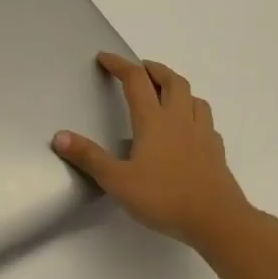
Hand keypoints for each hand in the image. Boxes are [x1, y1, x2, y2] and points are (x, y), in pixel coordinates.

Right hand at [53, 52, 259, 253]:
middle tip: (140, 68)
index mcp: (154, 121)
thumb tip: (59, 136)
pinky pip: (206, 122)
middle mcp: (180, 119)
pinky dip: (194, 114)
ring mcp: (202, 134)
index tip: (105, 57)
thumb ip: (89, 157)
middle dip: (154, 69)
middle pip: (172, 81)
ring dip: (177, 88)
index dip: (119, 65)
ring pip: (194, 98)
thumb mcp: (117, 181)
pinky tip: (188, 129)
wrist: (218, 221)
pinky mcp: (216, 151)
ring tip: (165, 94)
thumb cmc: (164, 198)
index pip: (135, 80)